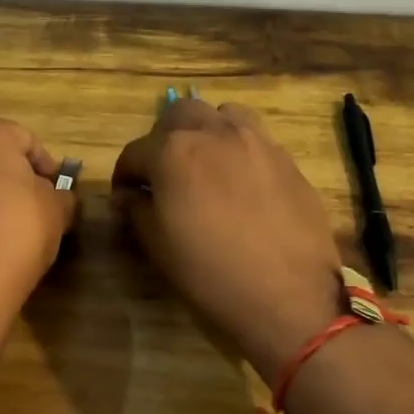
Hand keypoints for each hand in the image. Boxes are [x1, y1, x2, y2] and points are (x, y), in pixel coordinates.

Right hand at [112, 99, 345, 380]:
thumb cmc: (211, 275)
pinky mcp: (286, 158)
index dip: (124, 175)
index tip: (124, 196)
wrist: (289, 298)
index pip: (135, 152)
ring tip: (205, 164)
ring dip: (205, 132)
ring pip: (222, 115)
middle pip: (179, 115)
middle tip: (163, 173)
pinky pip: (255, 138)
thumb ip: (137, 209)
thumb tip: (129, 195)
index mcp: (173, 152)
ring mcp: (256, 141)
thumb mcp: (159, 246)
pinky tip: (240, 182)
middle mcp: (214, 133)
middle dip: (163, 139)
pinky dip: (238, 148)